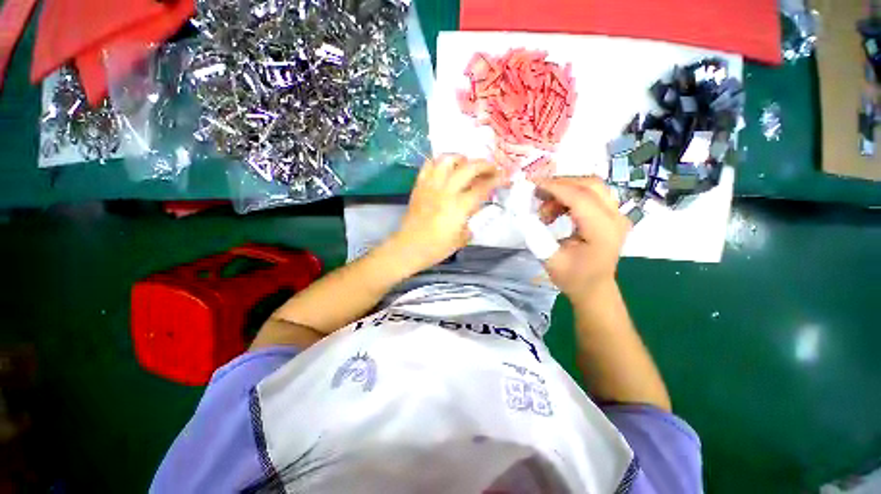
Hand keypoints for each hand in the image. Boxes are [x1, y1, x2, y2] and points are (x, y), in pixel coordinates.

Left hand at [389, 154, 503, 271]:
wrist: (409, 248)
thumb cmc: (437, 248)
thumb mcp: (461, 238)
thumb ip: (471, 220)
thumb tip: (474, 209)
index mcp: (459, 207)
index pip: (482, 187)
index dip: (497, 180)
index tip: (505, 177)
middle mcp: (446, 191)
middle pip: (468, 167)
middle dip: (484, 164)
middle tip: (491, 169)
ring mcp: (431, 186)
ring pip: (447, 160)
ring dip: (461, 158)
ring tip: (467, 165)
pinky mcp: (419, 186)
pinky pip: (428, 166)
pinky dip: (439, 162)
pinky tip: (445, 168)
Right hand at [535, 176, 630, 298]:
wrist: (594, 289)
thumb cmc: (573, 278)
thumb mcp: (550, 260)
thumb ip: (537, 234)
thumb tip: (524, 212)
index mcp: (603, 231)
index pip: (580, 197)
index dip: (555, 187)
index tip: (532, 185)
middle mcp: (615, 217)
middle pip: (590, 184)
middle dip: (560, 184)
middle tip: (537, 193)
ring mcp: (617, 214)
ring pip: (591, 186)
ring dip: (565, 190)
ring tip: (545, 208)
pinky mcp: (611, 215)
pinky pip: (591, 194)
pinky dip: (570, 196)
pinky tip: (556, 210)